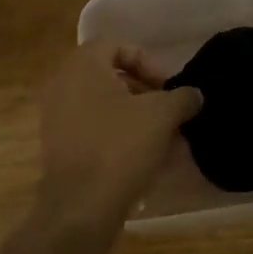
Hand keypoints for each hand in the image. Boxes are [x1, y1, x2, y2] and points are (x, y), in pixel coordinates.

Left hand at [35, 42, 199, 228]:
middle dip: (147, 94)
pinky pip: (96, 133)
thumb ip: (182, 98)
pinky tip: (151, 161)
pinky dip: (122, 139)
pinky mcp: (61, 150)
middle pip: (112, 78)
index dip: (148, 62)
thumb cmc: (120, 146)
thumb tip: (194, 95)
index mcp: (83, 66)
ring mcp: (58, 120)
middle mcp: (64, 86)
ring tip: (169, 141)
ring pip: (106, 108)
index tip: (168, 87)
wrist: (80, 208)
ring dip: (139, 119)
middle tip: (171, 112)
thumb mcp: (162, 115)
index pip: (118, 45)